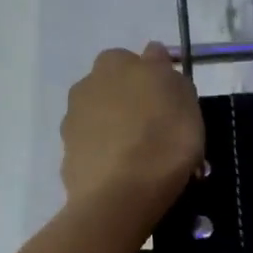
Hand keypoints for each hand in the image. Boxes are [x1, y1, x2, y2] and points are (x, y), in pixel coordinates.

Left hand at [60, 44, 203, 221]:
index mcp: (118, 62)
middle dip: (131, 98)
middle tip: (156, 127)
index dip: (158, 79)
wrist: (120, 194)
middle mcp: (89, 82)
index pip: (143, 59)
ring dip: (115, 125)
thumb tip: (155, 59)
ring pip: (101, 114)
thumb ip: (170, 76)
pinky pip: (92, 144)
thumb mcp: (187, 102)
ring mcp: (73, 117)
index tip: (172, 103)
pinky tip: (121, 171)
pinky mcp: (66, 151)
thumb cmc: (164, 140)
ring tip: (138, 154)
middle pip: (116, 84)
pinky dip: (104, 151)